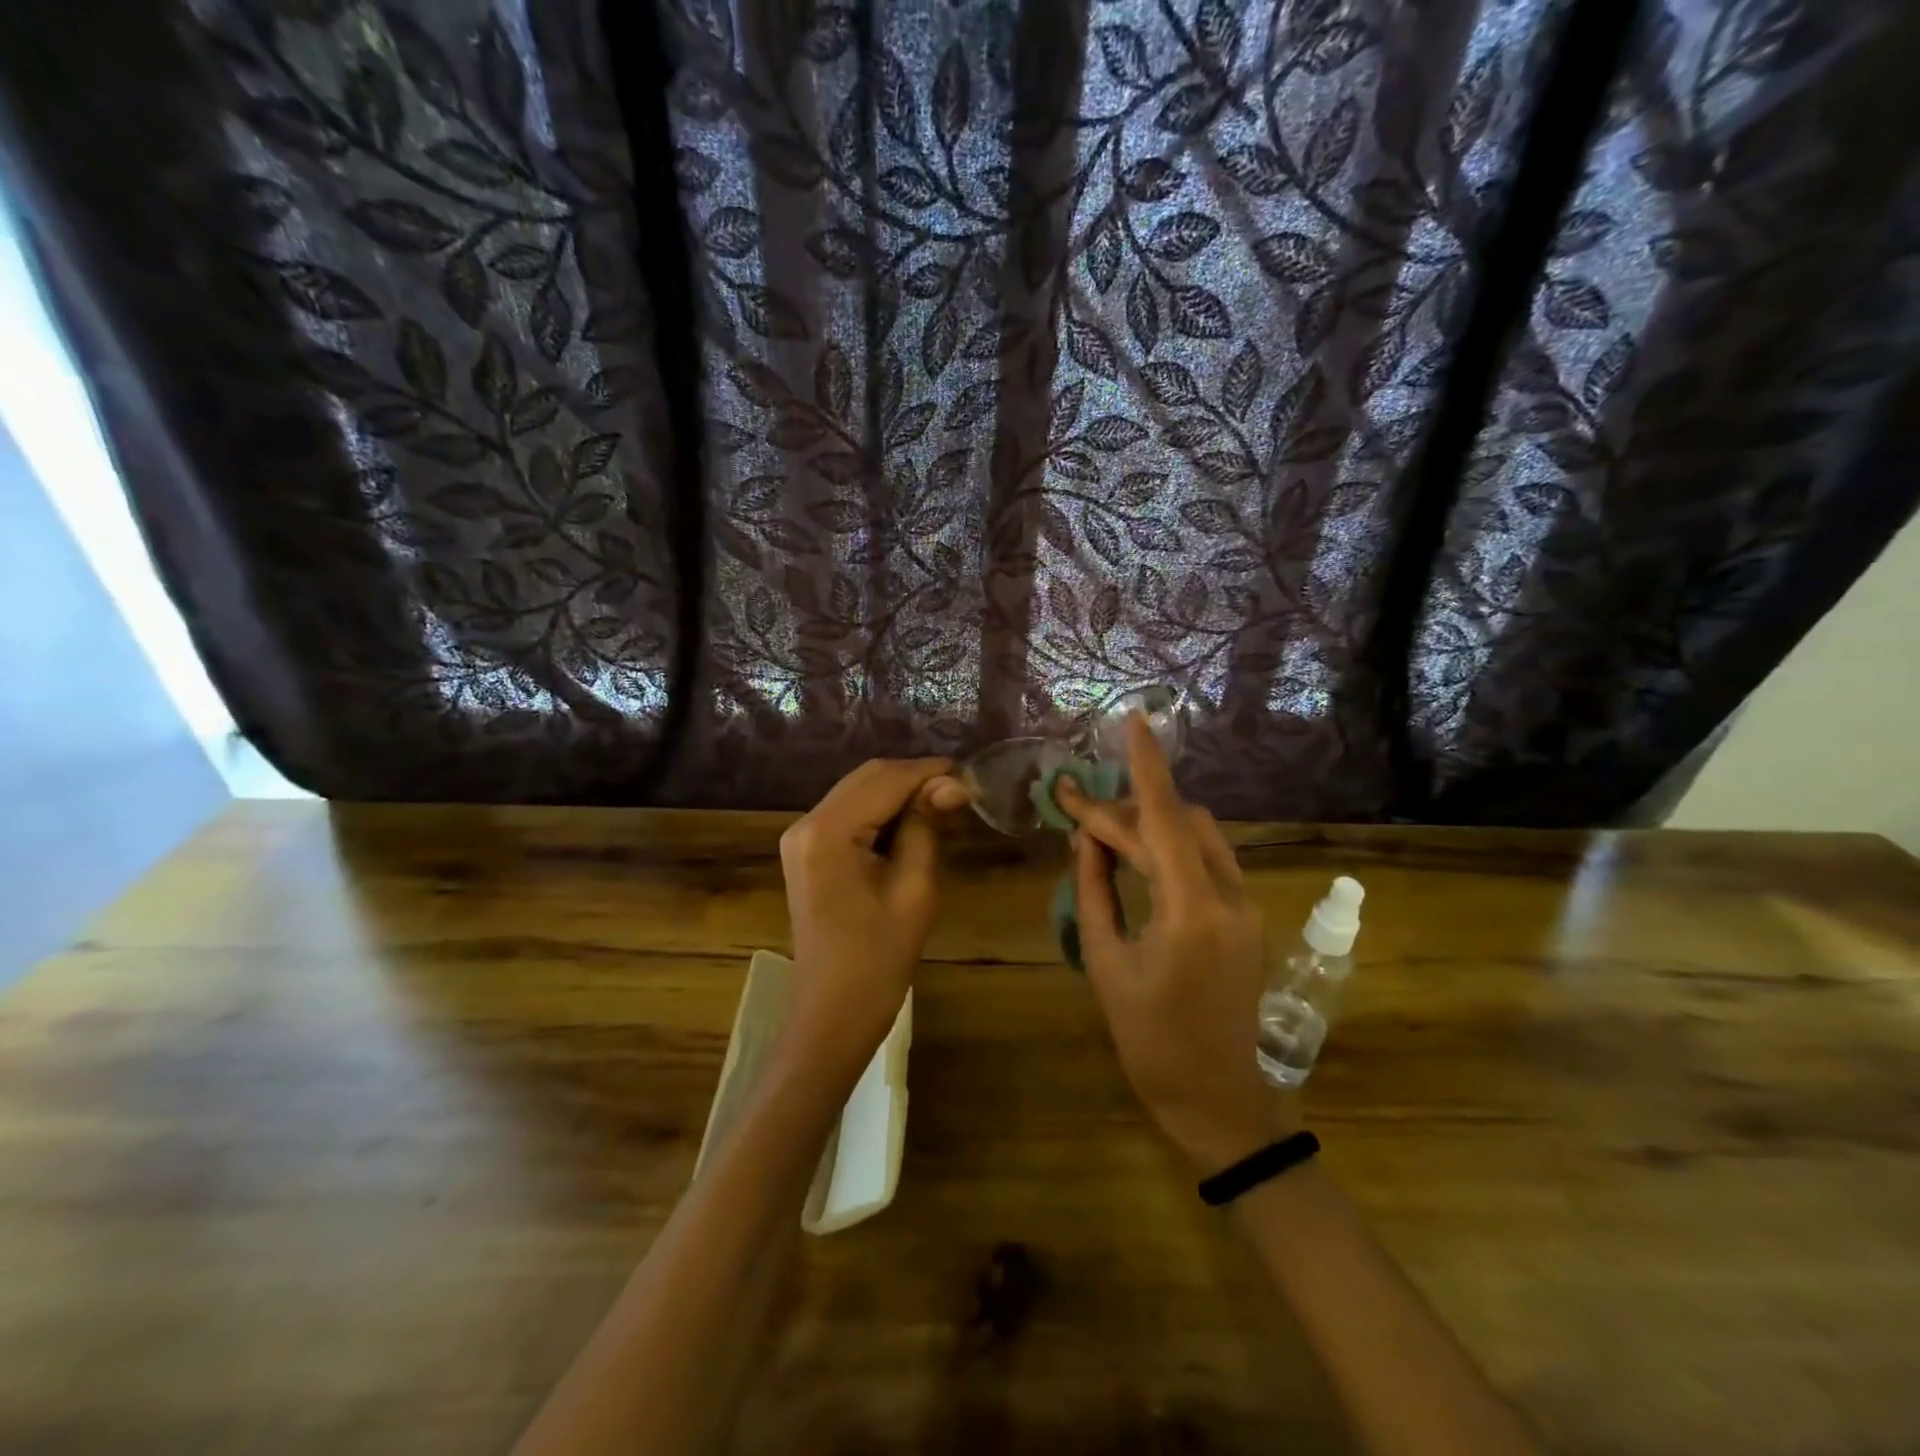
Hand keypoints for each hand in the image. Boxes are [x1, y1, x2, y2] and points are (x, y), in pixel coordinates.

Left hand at [778, 758, 969, 1077]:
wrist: (833, 1014)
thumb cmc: (878, 960)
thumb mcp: (914, 889)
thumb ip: (926, 827)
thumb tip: (952, 784)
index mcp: (828, 831)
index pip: (885, 779)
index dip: (930, 773)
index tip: (971, 778)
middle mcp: (806, 823)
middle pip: (868, 778)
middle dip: (915, 779)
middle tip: (960, 796)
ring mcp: (802, 837)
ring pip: (859, 792)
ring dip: (900, 794)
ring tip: (943, 809)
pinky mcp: (808, 851)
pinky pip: (849, 814)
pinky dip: (882, 812)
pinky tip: (913, 825)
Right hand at [1056, 716, 1292, 1173]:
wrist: (1216, 1098)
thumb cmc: (1149, 1040)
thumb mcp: (1106, 963)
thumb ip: (1095, 890)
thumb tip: (1086, 837)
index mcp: (1190, 910)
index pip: (1166, 818)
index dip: (1147, 766)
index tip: (1135, 720)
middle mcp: (1229, 897)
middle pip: (1179, 823)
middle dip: (1126, 811)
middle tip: (1074, 812)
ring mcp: (1246, 906)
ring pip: (1198, 836)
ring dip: (1152, 827)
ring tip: (1101, 837)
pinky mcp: (1247, 918)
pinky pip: (1208, 861)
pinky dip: (1171, 849)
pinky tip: (1137, 860)